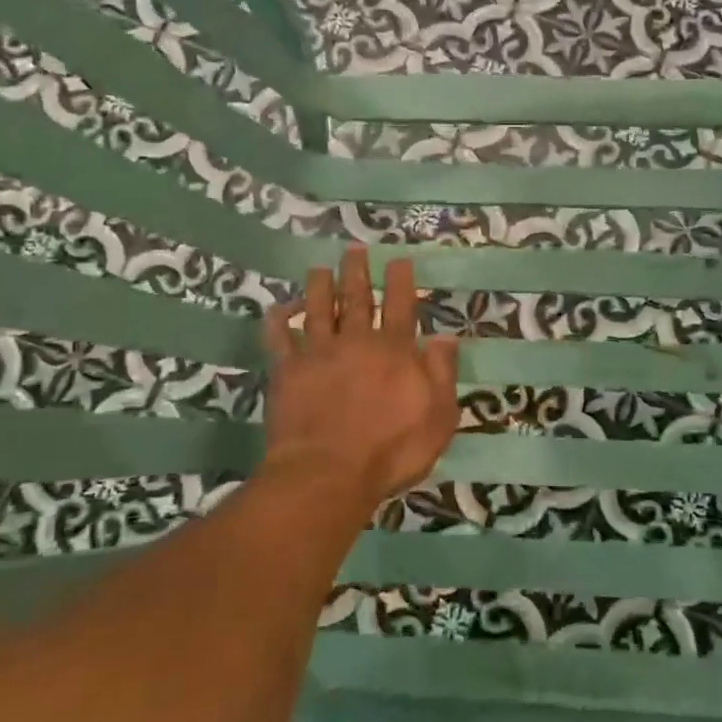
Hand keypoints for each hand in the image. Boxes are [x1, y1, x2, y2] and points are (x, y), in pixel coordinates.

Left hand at [261, 244, 460, 506]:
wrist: (329, 473)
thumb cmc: (392, 450)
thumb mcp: (438, 417)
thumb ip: (441, 373)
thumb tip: (445, 336)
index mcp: (394, 351)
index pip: (400, 306)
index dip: (399, 281)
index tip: (397, 259)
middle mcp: (356, 342)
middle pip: (356, 299)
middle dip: (356, 272)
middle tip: (353, 249)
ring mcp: (319, 354)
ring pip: (317, 310)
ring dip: (318, 287)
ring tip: (319, 268)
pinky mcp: (288, 372)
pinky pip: (279, 339)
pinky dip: (277, 322)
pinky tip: (276, 309)